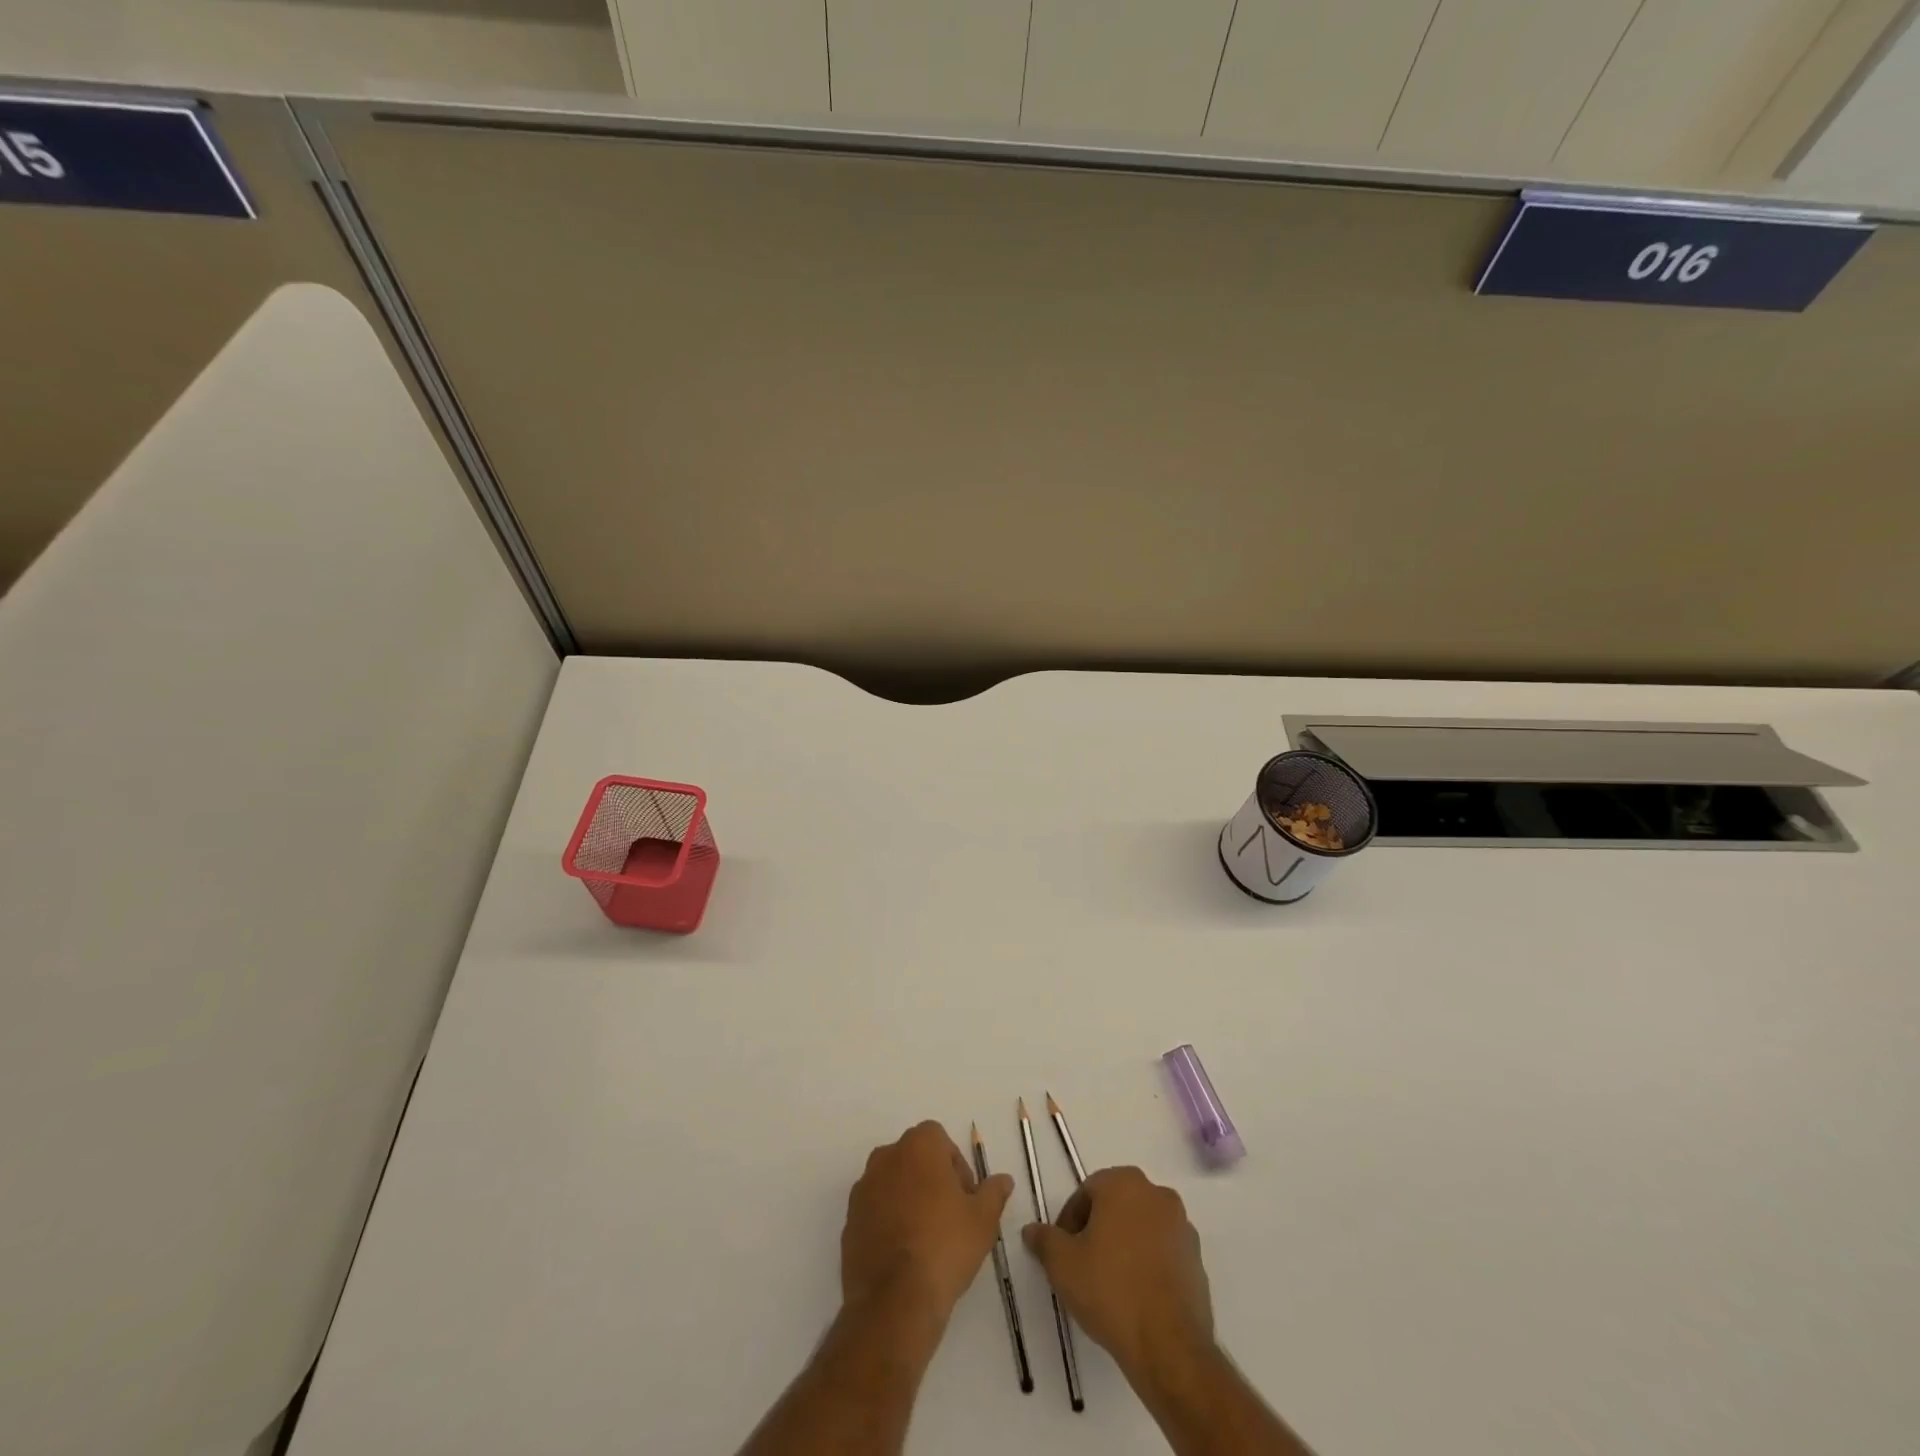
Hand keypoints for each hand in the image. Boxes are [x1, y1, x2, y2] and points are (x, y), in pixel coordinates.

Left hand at [841, 1121, 1013, 1327]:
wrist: (894, 1301)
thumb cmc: (945, 1247)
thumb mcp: (983, 1220)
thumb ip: (993, 1192)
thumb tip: (1003, 1179)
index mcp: (918, 1146)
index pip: (939, 1139)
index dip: (955, 1166)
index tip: (965, 1198)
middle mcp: (886, 1157)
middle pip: (914, 1158)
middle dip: (932, 1179)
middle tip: (950, 1216)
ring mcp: (863, 1189)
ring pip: (892, 1183)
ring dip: (908, 1199)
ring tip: (926, 1238)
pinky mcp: (849, 1221)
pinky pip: (875, 1210)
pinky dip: (888, 1221)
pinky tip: (904, 1254)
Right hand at [1021, 1166, 1213, 1379]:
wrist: (1168, 1345)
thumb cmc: (1110, 1289)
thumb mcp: (1062, 1264)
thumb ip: (1044, 1239)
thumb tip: (1031, 1230)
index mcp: (1124, 1183)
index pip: (1087, 1191)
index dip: (1070, 1220)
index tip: (1063, 1250)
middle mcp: (1157, 1194)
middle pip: (1116, 1205)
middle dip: (1098, 1228)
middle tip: (1082, 1263)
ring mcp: (1182, 1226)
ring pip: (1141, 1227)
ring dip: (1124, 1244)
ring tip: (1109, 1282)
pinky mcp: (1197, 1259)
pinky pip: (1163, 1251)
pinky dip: (1148, 1263)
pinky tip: (1135, 1295)